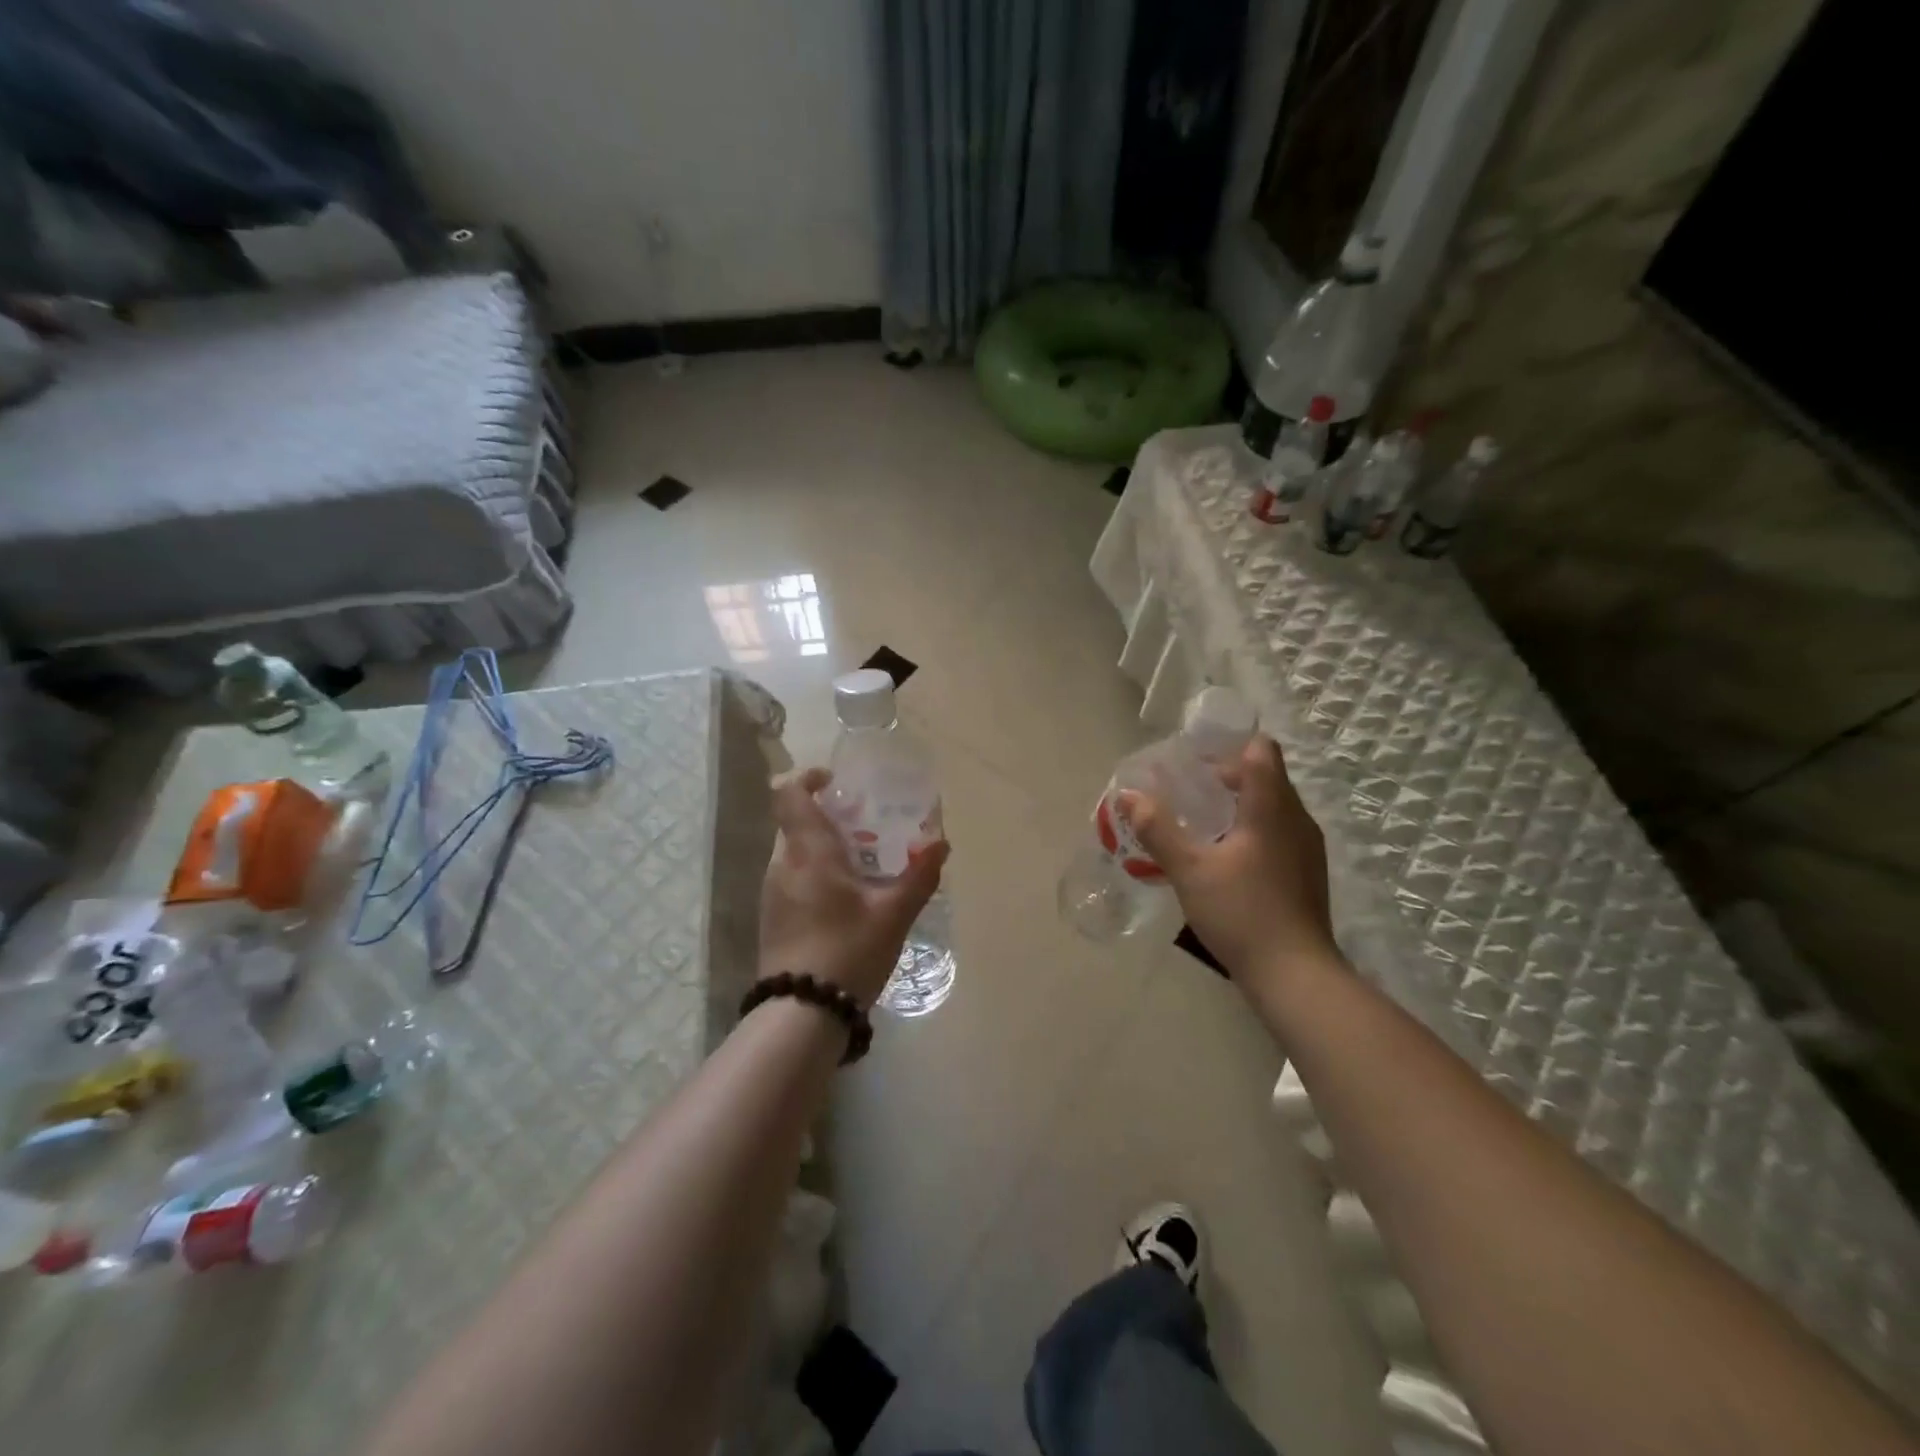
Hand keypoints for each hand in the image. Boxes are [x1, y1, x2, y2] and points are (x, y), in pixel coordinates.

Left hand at [760, 768, 948, 1008]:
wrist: (801, 1013)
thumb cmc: (848, 951)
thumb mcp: (893, 914)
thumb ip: (919, 876)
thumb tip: (941, 844)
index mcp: (808, 852)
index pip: (789, 794)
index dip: (807, 778)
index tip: (835, 781)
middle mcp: (782, 864)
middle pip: (795, 822)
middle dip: (827, 816)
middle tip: (865, 826)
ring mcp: (772, 893)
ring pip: (794, 852)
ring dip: (822, 847)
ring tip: (862, 864)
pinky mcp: (772, 917)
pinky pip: (792, 877)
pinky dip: (815, 872)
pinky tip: (845, 899)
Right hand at [1125, 735, 1338, 987]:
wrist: (1295, 975)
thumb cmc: (1241, 913)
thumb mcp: (1189, 869)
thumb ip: (1158, 829)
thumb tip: (1128, 795)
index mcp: (1272, 808)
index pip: (1260, 751)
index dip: (1228, 746)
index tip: (1194, 761)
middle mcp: (1296, 819)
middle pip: (1265, 776)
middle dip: (1225, 777)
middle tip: (1184, 792)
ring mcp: (1306, 847)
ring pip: (1272, 806)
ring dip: (1238, 804)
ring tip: (1199, 823)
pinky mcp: (1306, 872)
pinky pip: (1277, 831)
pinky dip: (1251, 829)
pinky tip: (1224, 857)